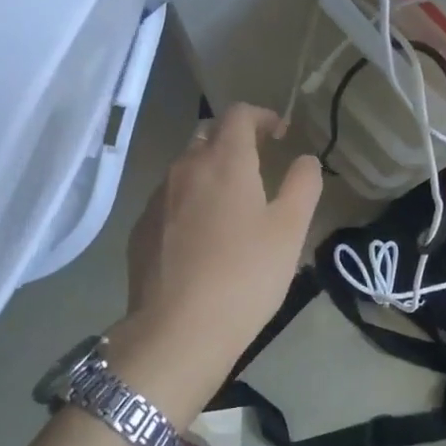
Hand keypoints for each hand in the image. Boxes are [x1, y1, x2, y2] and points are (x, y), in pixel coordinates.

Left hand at [108, 104, 321, 425]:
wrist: (177, 331)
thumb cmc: (244, 276)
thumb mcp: (289, 231)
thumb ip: (303, 185)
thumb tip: (305, 159)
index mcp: (224, 161)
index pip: (238, 114)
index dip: (261, 116)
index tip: (279, 134)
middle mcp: (185, 168)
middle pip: (207, 135)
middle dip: (233, 140)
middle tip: (257, 165)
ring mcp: (157, 198)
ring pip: (185, 168)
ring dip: (209, 171)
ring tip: (230, 205)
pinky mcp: (140, 228)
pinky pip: (168, 199)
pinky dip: (188, 201)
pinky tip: (200, 238)